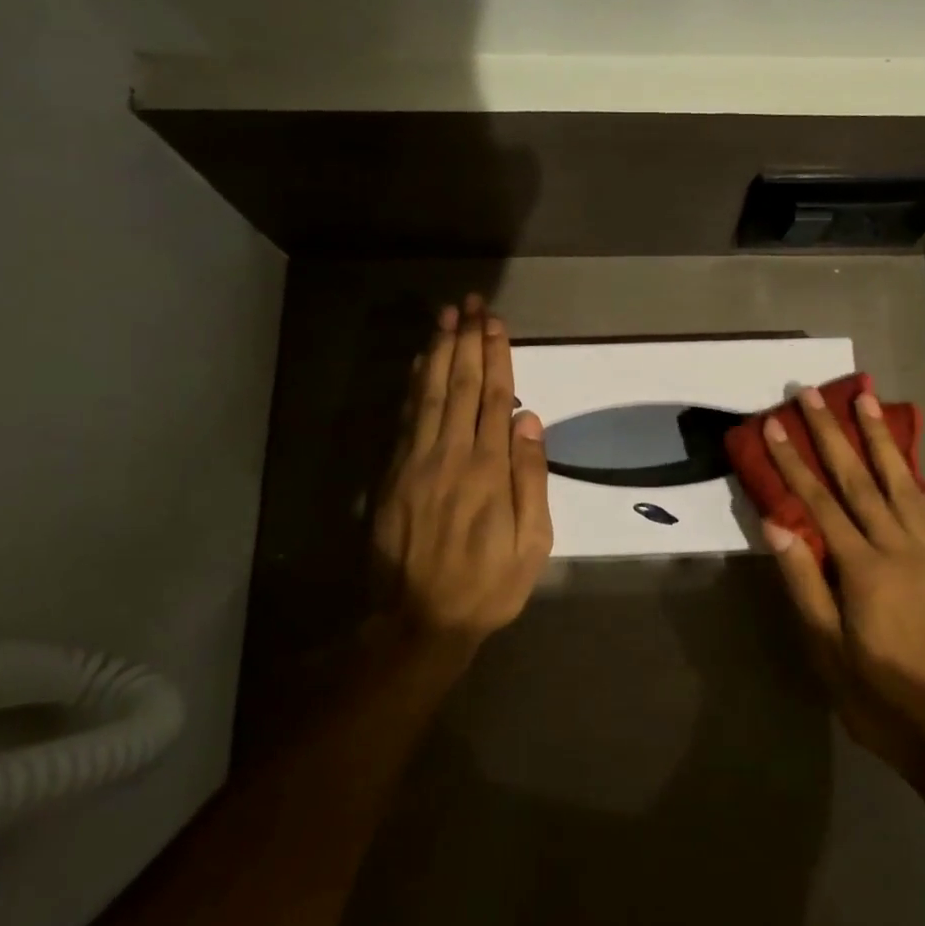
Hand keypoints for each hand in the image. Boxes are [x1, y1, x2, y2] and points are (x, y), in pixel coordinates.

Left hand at [371, 297, 552, 651]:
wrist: (418, 621)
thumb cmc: (487, 586)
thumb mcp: (531, 545)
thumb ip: (531, 480)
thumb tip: (529, 422)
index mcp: (488, 471)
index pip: (494, 399)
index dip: (496, 358)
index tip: (496, 324)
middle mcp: (451, 455)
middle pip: (460, 386)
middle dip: (467, 341)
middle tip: (470, 304)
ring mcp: (416, 462)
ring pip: (430, 394)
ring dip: (439, 352)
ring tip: (445, 317)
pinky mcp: (393, 474)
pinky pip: (406, 418)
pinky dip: (414, 385)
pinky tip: (420, 362)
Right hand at [761, 386, 924, 782]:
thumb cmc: (880, 698)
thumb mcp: (827, 650)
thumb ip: (802, 581)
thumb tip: (775, 522)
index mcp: (866, 570)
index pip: (820, 504)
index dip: (795, 463)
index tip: (776, 425)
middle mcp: (901, 549)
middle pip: (860, 479)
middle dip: (833, 433)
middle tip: (814, 393)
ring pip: (900, 482)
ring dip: (878, 439)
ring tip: (864, 400)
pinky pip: (924, 505)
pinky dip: (907, 472)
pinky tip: (898, 457)